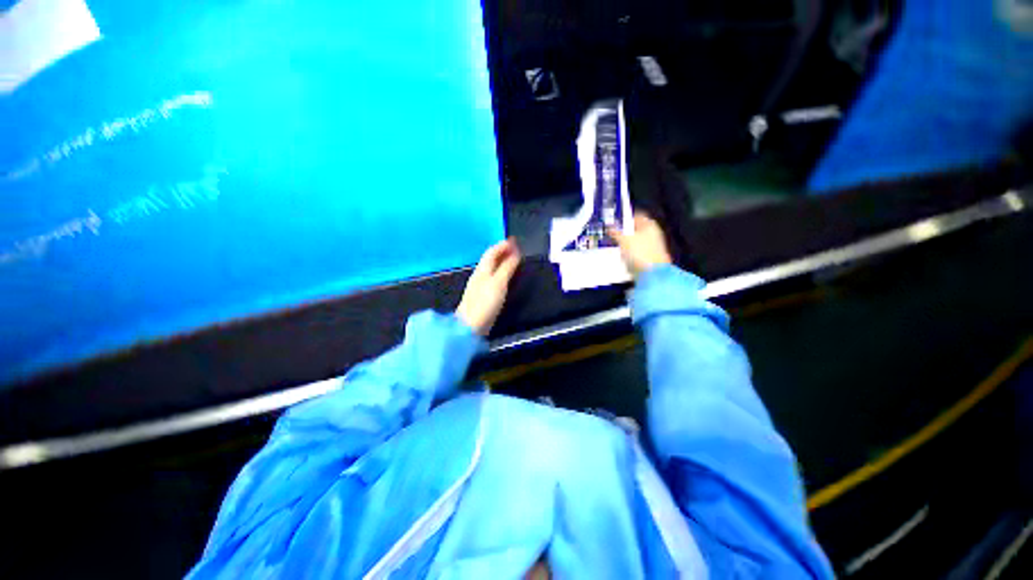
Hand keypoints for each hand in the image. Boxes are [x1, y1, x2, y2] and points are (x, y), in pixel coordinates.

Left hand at [457, 238, 521, 335]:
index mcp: (483, 269)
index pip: (492, 252)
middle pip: (491, 259)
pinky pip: (493, 277)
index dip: (503, 245)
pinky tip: (506, 276)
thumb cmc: (485, 302)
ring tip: (514, 259)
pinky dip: (501, 272)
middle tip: (516, 248)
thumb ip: (507, 267)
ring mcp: (480, 285)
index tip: (514, 240)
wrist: (471, 325)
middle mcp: (480, 274)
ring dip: (502, 261)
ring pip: (492, 268)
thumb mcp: (499, 282)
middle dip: (503, 251)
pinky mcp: (483, 295)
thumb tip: (515, 253)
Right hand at [607, 212, 671, 278]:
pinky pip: (637, 251)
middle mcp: (653, 233)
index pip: (636, 216)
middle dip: (624, 231)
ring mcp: (653, 246)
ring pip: (636, 241)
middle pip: (636, 229)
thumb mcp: (623, 239)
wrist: (652, 274)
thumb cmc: (639, 252)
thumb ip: (615, 232)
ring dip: (626, 243)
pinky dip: (629, 252)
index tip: (614, 221)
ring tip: (614, 245)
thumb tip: (609, 227)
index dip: (625, 218)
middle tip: (612, 233)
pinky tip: (622, 255)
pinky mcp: (650, 258)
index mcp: (649, 224)